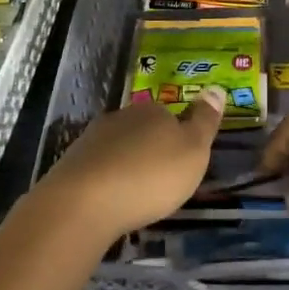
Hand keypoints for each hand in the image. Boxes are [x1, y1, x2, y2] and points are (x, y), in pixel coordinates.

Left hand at [40, 89, 223, 242]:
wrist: (83, 202)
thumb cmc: (150, 176)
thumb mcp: (193, 151)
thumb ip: (205, 121)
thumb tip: (217, 87)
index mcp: (154, 111)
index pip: (170, 116)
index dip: (177, 138)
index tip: (181, 163)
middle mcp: (122, 117)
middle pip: (142, 130)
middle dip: (150, 150)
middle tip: (160, 180)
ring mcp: (93, 139)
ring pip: (118, 148)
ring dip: (126, 166)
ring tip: (135, 194)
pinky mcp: (71, 164)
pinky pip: (97, 169)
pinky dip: (106, 181)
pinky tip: (110, 200)